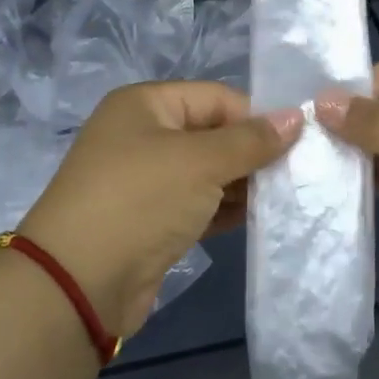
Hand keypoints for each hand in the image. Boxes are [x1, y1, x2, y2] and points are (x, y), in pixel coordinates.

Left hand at [20, 82, 300, 338]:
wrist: (79, 281)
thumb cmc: (141, 200)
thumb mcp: (200, 161)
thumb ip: (251, 140)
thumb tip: (296, 117)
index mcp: (145, 105)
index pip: (215, 98)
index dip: (256, 117)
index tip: (299, 142)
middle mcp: (142, 135)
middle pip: (211, 134)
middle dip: (253, 152)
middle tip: (299, 172)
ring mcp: (144, 180)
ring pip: (206, 172)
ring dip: (243, 183)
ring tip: (288, 197)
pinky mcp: (150, 220)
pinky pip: (197, 204)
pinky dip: (225, 209)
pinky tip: (260, 218)